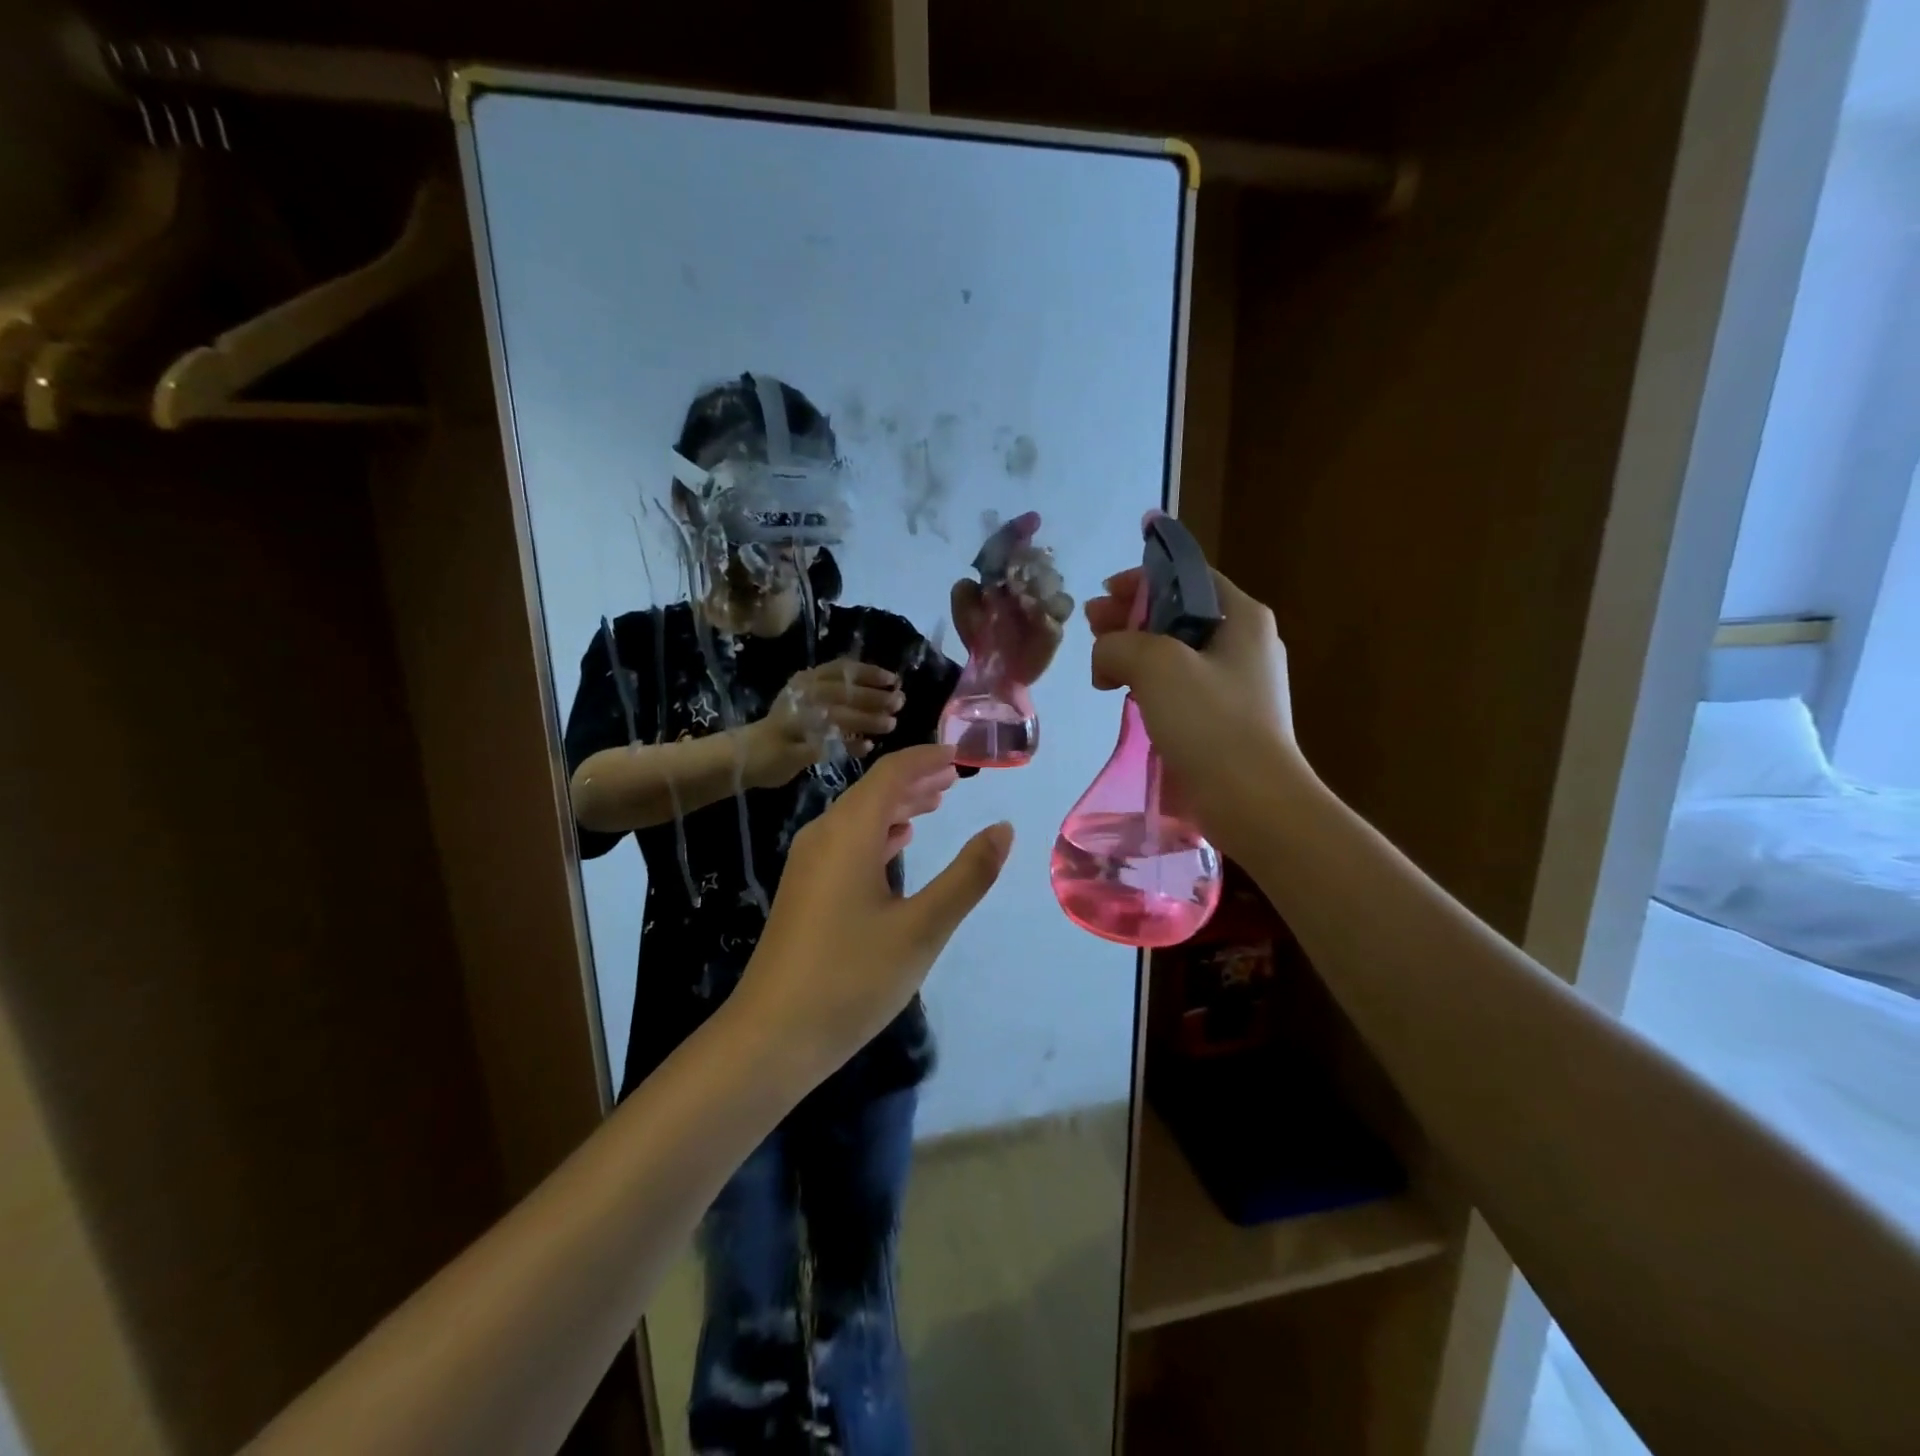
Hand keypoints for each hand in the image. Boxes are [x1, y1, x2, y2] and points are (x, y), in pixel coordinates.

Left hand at [734, 744, 1012, 1079]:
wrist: (771, 1036)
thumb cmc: (852, 978)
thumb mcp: (922, 928)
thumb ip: (967, 875)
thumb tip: (1003, 828)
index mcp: (849, 833)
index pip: (891, 773)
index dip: (926, 759)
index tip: (960, 754)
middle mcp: (823, 836)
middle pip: (872, 791)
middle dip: (915, 780)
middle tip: (955, 778)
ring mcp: (807, 863)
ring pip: (858, 817)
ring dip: (897, 806)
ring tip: (935, 804)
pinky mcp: (803, 889)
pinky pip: (845, 841)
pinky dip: (877, 832)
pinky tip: (896, 845)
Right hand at [740, 659, 904, 787]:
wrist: (747, 754)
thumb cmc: (786, 727)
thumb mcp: (809, 700)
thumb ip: (837, 694)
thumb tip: (883, 693)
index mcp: (805, 680)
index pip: (842, 669)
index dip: (870, 673)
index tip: (893, 679)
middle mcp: (801, 695)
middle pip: (844, 691)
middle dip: (874, 697)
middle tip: (898, 703)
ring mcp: (796, 721)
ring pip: (838, 715)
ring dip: (867, 719)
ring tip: (890, 724)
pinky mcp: (795, 747)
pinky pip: (830, 744)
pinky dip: (851, 744)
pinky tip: (867, 747)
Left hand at [951, 511, 1072, 684]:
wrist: (992, 674)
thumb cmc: (980, 640)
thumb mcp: (964, 611)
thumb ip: (965, 591)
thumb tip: (976, 579)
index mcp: (1008, 578)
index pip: (1017, 547)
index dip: (1022, 531)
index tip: (1032, 521)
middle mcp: (1030, 587)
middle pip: (1039, 559)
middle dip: (1030, 562)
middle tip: (1015, 577)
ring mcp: (1046, 606)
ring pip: (1054, 580)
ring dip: (1038, 584)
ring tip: (1021, 598)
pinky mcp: (1055, 627)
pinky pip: (1060, 608)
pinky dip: (1046, 606)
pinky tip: (1032, 612)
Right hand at [1085, 564, 1301, 859]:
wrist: (1253, 800)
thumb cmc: (1210, 721)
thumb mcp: (1156, 665)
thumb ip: (1118, 643)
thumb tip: (1106, 655)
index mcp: (1242, 616)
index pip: (1187, 577)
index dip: (1141, 580)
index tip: (1103, 595)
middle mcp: (1246, 642)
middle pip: (1179, 613)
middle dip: (1131, 617)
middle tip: (1090, 627)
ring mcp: (1239, 683)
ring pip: (1177, 651)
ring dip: (1136, 652)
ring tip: (1101, 667)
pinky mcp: (1227, 718)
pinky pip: (1182, 686)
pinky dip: (1151, 684)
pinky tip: (1126, 697)